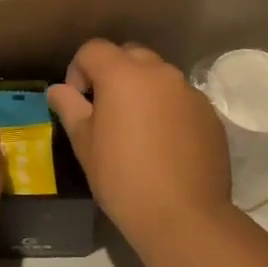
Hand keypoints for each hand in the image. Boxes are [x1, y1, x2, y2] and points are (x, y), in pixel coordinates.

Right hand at [46, 40, 230, 249]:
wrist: (184, 217)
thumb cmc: (123, 178)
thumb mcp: (85, 144)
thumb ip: (70, 108)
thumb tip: (58, 90)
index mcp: (123, 74)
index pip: (93, 49)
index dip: (78, 70)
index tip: (79, 101)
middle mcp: (159, 73)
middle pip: (129, 55)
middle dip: (112, 73)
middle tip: (106, 110)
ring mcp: (188, 91)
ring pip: (158, 76)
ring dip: (142, 89)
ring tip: (137, 127)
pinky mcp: (209, 114)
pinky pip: (180, 98)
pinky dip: (167, 108)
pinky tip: (163, 143)